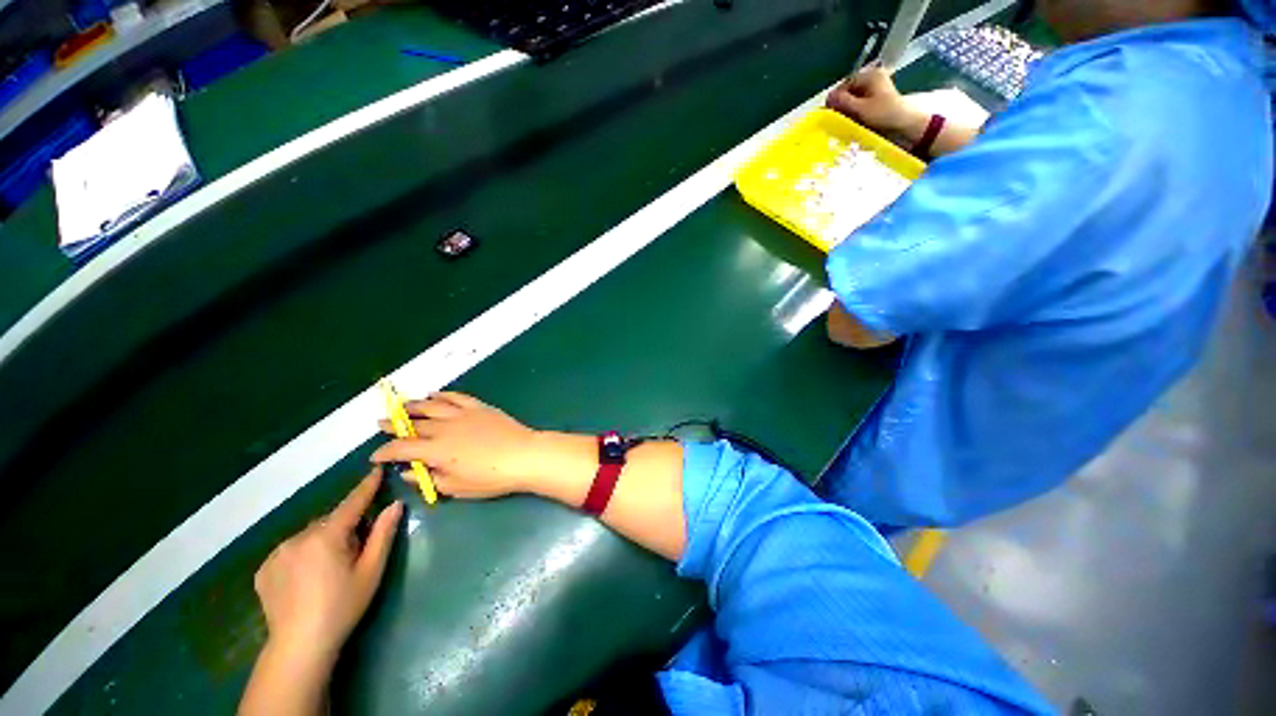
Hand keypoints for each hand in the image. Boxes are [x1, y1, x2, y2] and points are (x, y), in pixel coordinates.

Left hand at [253, 468, 402, 663]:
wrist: (299, 646)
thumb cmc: (343, 606)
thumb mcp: (371, 570)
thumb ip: (383, 534)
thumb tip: (395, 505)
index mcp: (327, 536)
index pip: (352, 503)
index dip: (366, 486)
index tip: (376, 469)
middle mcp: (298, 537)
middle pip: (329, 521)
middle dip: (344, 528)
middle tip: (354, 553)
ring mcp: (276, 553)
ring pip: (309, 536)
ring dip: (322, 541)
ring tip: (328, 570)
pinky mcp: (264, 569)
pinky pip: (290, 550)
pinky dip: (302, 555)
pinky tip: (305, 579)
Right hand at [371, 392, 543, 498]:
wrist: (524, 455)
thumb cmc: (491, 477)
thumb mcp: (457, 487)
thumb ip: (430, 479)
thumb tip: (409, 472)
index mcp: (436, 450)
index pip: (401, 449)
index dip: (384, 453)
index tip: (375, 456)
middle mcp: (444, 428)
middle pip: (413, 424)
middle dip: (394, 425)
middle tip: (381, 424)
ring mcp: (463, 414)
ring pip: (432, 406)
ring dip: (414, 405)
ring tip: (402, 405)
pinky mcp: (479, 407)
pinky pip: (457, 397)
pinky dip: (443, 394)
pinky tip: (435, 394)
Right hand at [826, 67, 926, 139]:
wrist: (907, 125)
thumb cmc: (885, 115)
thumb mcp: (861, 108)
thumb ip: (843, 102)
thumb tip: (827, 98)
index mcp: (870, 75)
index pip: (844, 84)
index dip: (835, 98)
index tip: (829, 113)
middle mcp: (872, 79)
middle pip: (849, 91)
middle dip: (841, 105)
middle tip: (835, 120)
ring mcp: (876, 89)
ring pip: (854, 99)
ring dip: (847, 110)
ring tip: (844, 123)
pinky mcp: (877, 100)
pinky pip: (860, 104)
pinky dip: (855, 112)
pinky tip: (852, 122)